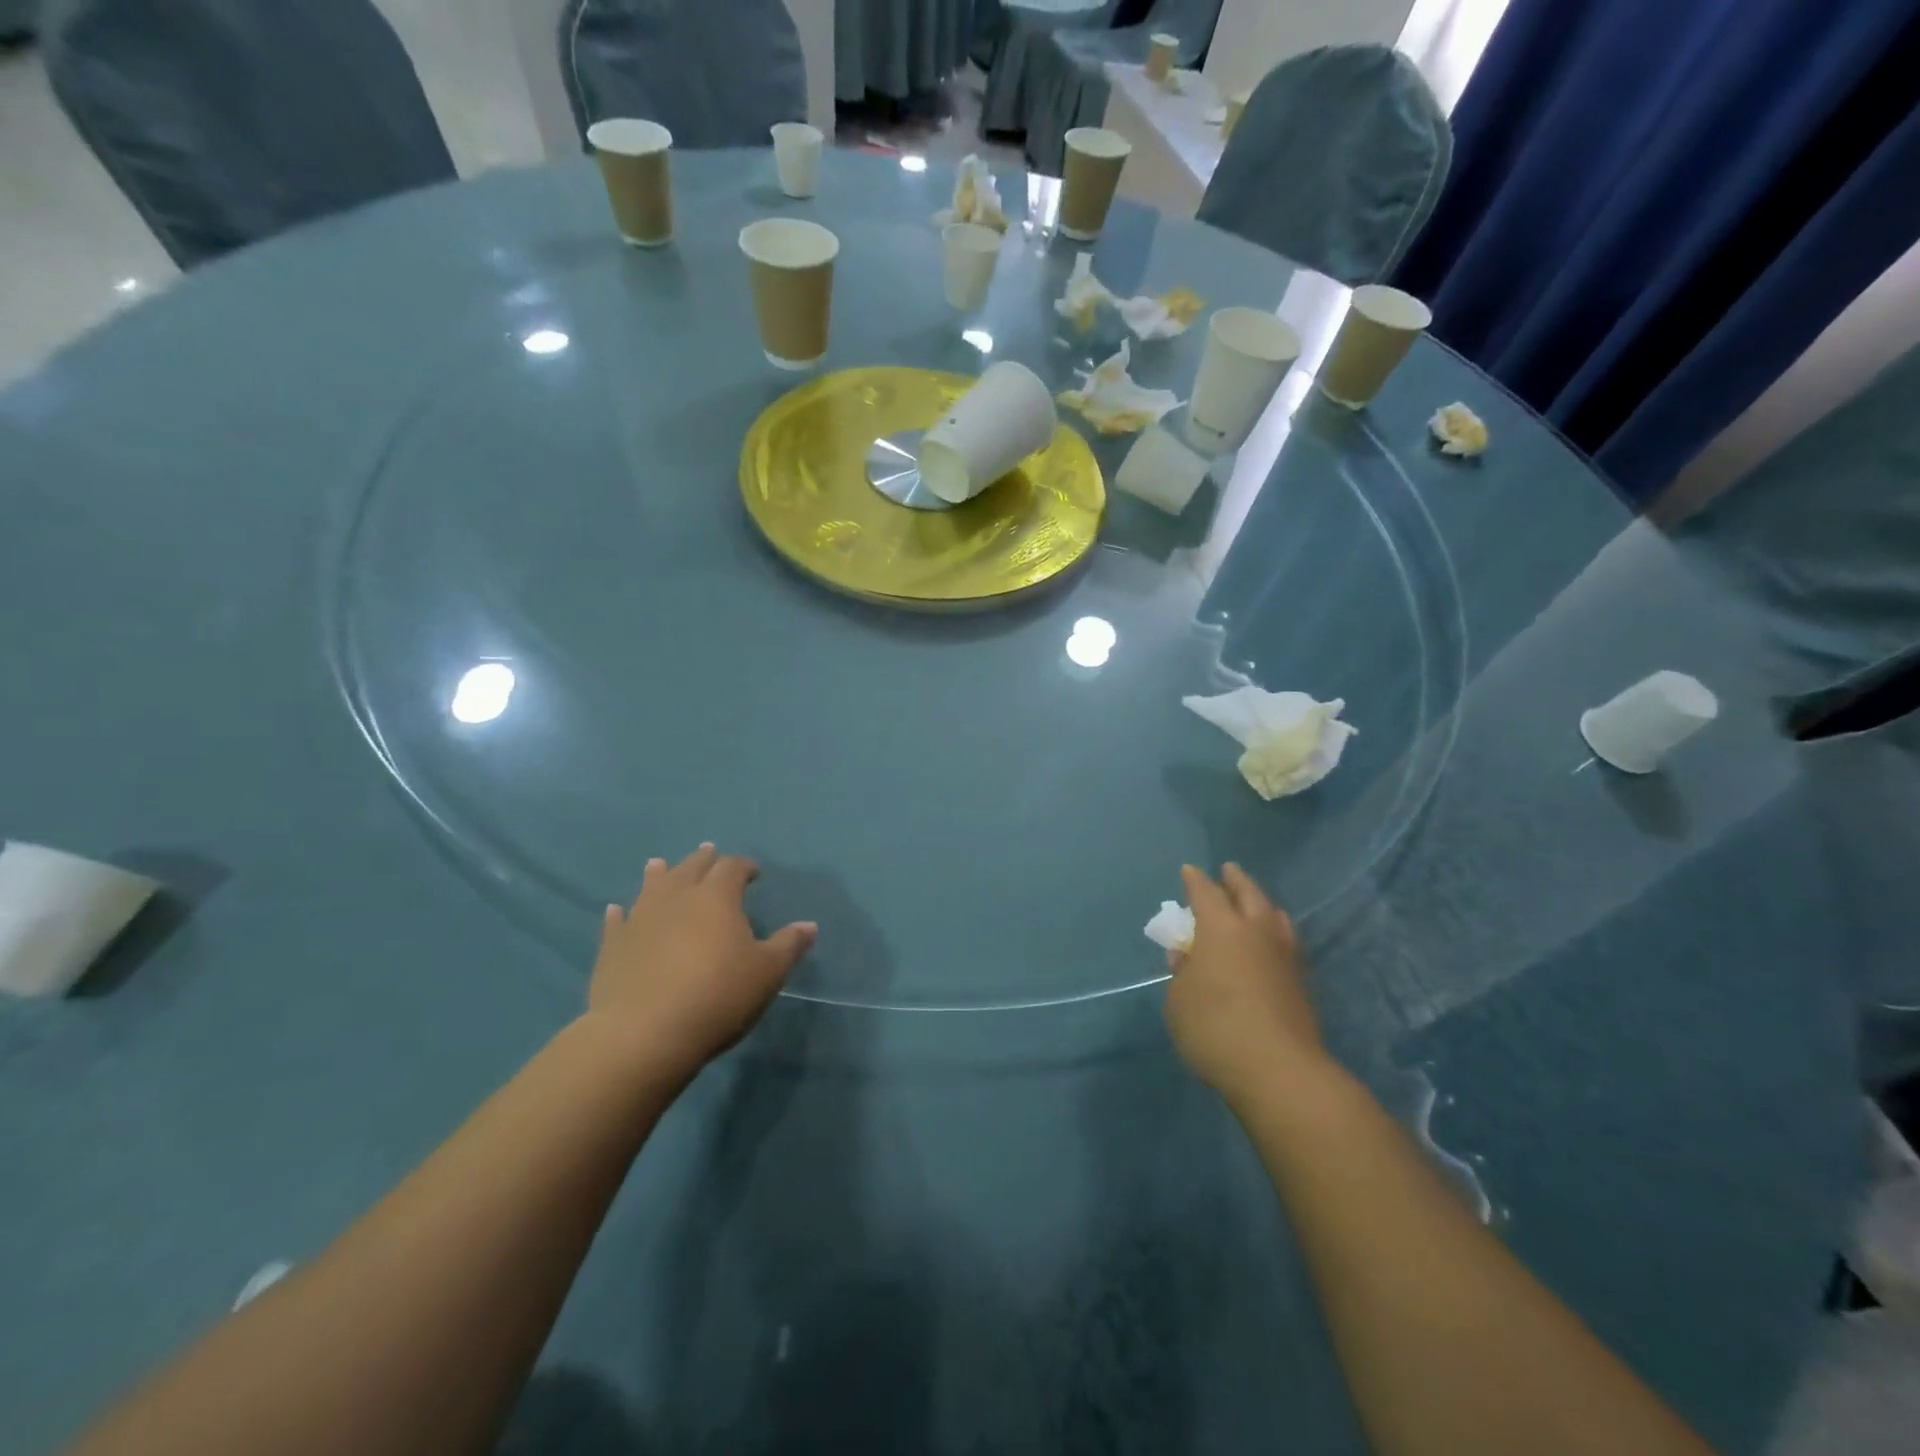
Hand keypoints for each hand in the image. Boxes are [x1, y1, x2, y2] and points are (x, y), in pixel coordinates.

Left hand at [588, 844, 815, 1081]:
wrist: (644, 1034)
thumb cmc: (717, 996)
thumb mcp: (767, 973)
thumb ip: (788, 945)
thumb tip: (808, 925)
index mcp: (717, 897)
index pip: (732, 867)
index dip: (744, 866)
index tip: (753, 873)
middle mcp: (677, 897)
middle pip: (692, 867)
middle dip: (704, 860)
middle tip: (710, 854)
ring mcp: (640, 919)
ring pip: (651, 886)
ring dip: (659, 874)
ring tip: (660, 864)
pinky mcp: (613, 946)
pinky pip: (617, 921)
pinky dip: (620, 913)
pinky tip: (617, 910)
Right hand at [1164, 863, 1325, 1102]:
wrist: (1279, 1071)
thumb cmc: (1214, 1027)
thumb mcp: (1179, 1001)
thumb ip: (1182, 974)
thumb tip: (1187, 957)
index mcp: (1221, 928)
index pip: (1205, 893)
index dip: (1195, 880)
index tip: (1189, 870)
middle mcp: (1256, 932)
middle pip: (1248, 894)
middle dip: (1236, 880)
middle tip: (1229, 870)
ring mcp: (1284, 956)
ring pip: (1274, 917)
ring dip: (1262, 904)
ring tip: (1256, 903)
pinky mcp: (1301, 983)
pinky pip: (1286, 942)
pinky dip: (1275, 933)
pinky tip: (1270, 943)